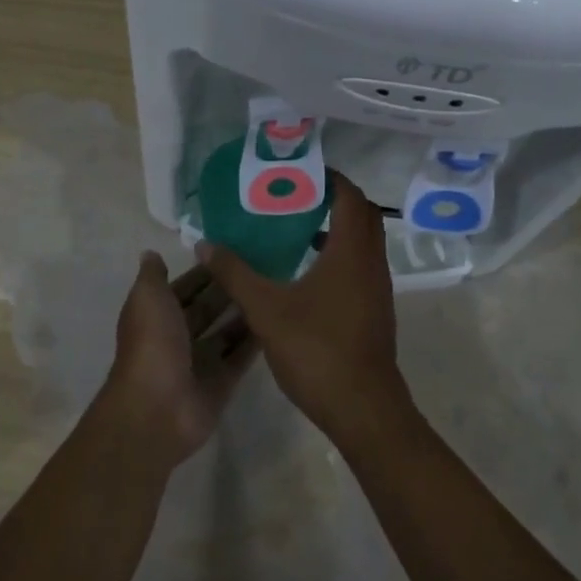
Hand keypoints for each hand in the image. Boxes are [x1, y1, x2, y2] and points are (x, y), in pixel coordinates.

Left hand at [99, 253, 257, 472]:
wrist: (157, 407)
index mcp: (157, 314)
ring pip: (226, 331)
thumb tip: (151, 254)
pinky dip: (255, 341)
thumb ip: (153, 276)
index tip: (233, 250)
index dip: (204, 270)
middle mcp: (177, 336)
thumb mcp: (148, 298)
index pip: (184, 287)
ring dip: (244, 313)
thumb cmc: (152, 343)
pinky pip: (241, 357)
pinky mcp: (221, 383)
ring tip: (275, 288)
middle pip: (207, 308)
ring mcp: (200, 361)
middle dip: (228, 289)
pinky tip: (278, 320)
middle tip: (263, 266)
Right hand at [199, 173, 413, 450]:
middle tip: (294, 195)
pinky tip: (304, 270)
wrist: (363, 409)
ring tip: (294, 226)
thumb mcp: (266, 309)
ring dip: (336, 227)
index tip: (297, 171)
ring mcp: (376, 288)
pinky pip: (359, 265)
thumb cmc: (317, 350)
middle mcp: (370, 263)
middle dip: (332, 198)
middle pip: (361, 214)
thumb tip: (205, 243)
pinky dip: (338, 254)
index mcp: (351, 252)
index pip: (349, 196)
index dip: (328, 177)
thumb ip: (235, 273)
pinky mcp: (374, 309)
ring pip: (362, 242)